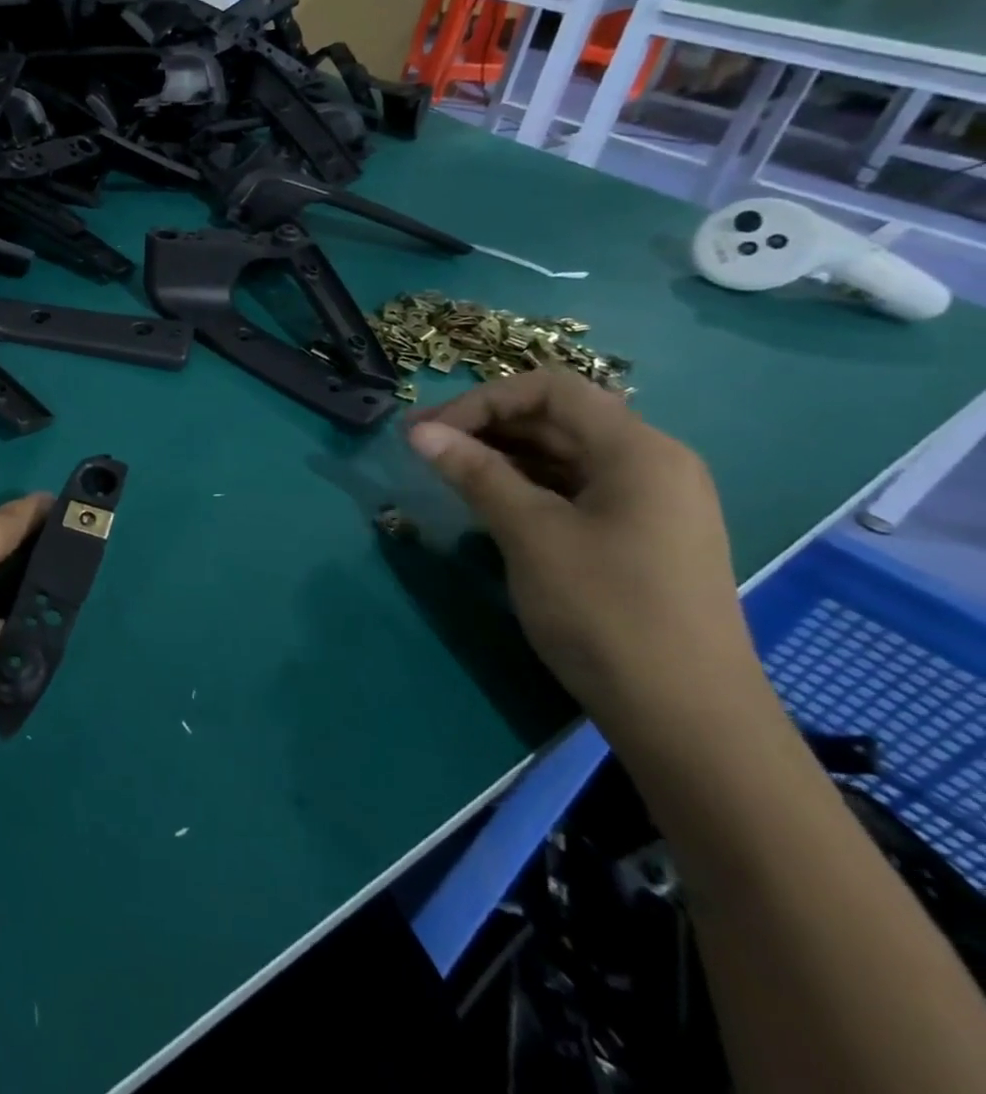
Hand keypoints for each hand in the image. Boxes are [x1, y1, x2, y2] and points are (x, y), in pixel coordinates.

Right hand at [406, 370, 765, 745]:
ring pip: (563, 456)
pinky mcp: (639, 537)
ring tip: (445, 473)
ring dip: (501, 456)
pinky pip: (574, 490)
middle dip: (485, 425)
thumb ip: (475, 473)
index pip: (550, 389)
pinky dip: (526, 486)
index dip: (481, 400)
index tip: (428, 432)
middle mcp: (651, 463)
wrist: (688, 719)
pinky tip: (488, 504)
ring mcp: (650, 503)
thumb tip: (419, 432)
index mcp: (638, 450)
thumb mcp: (531, 533)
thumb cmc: (606, 611)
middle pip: (557, 418)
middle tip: (421, 448)